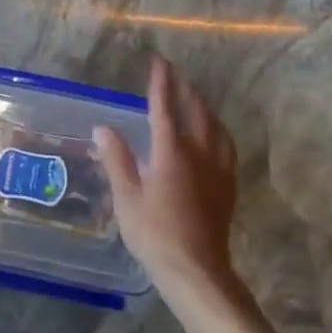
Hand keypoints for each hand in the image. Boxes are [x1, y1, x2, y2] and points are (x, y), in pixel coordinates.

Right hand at [94, 56, 240, 292]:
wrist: (197, 270)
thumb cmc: (154, 234)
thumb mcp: (127, 197)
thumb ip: (117, 159)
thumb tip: (103, 127)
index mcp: (170, 152)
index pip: (164, 107)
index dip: (161, 82)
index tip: (160, 61)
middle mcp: (198, 153)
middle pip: (195, 111)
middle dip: (185, 89)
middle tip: (176, 74)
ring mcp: (218, 169)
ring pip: (215, 126)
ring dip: (203, 106)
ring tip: (195, 97)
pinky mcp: (228, 185)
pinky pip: (226, 145)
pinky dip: (218, 129)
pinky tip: (215, 134)